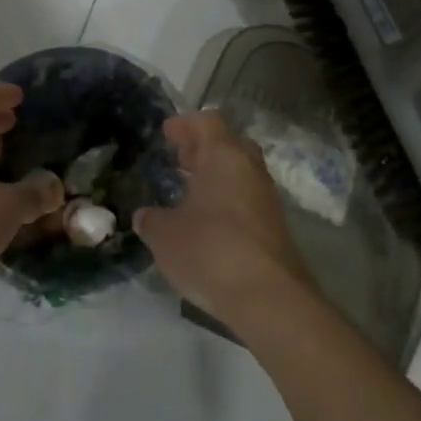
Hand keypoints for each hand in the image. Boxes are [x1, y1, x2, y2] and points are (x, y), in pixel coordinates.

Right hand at [133, 111, 311, 325]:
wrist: (269, 299)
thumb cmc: (210, 250)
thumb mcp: (164, 235)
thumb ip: (151, 220)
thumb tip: (145, 216)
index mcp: (223, 156)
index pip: (207, 121)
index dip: (185, 124)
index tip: (167, 133)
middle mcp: (250, 169)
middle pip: (229, 144)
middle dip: (204, 149)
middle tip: (180, 161)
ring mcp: (267, 198)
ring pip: (241, 173)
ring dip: (218, 177)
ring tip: (190, 194)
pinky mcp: (276, 228)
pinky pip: (248, 200)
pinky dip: (229, 202)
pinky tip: (209, 224)